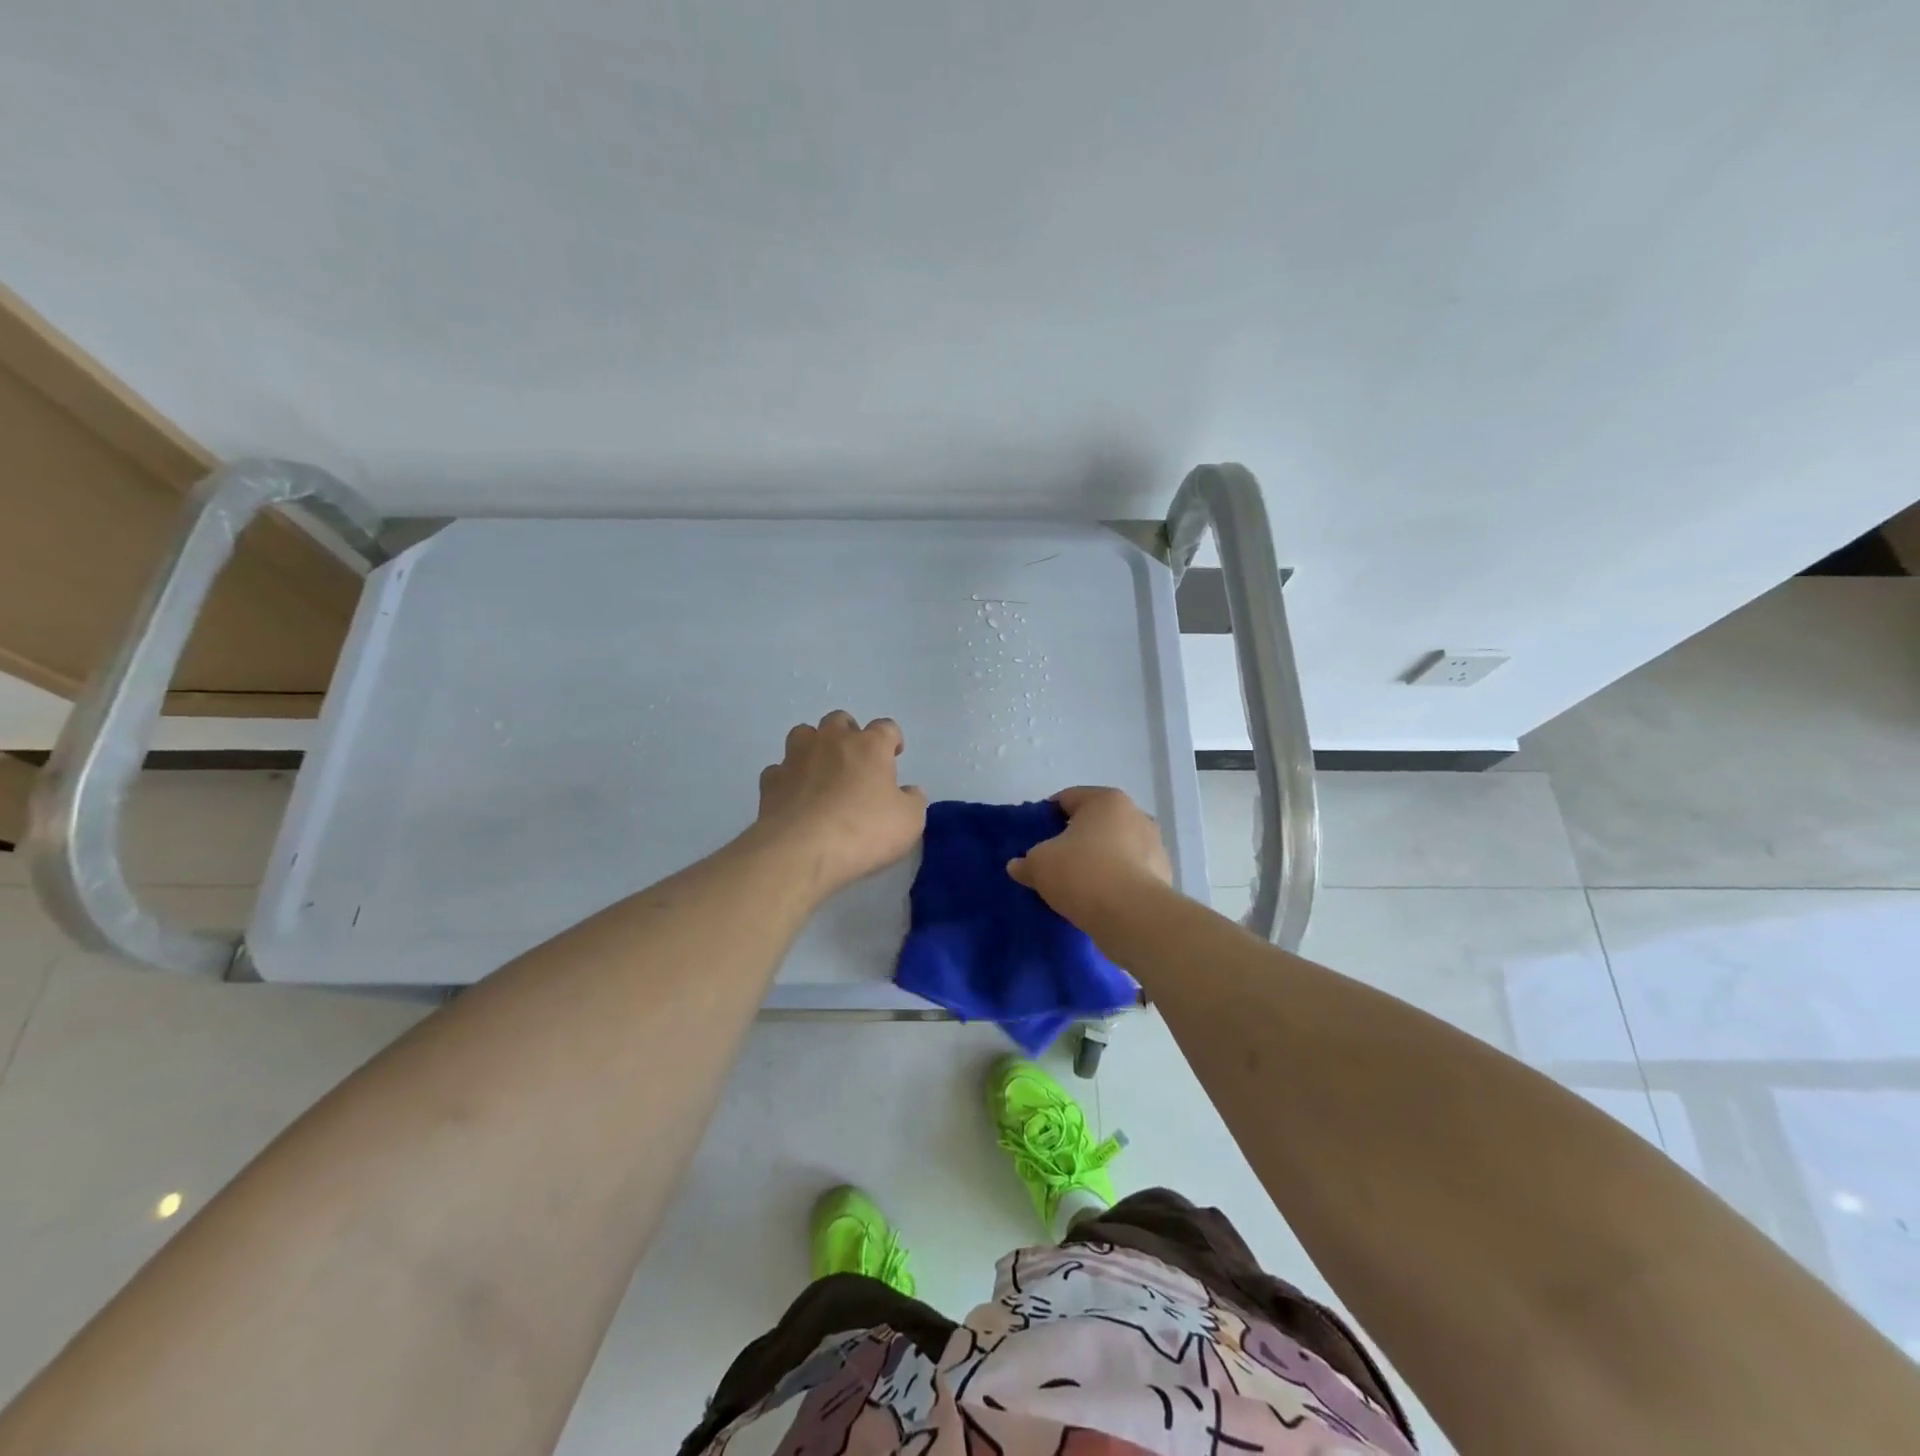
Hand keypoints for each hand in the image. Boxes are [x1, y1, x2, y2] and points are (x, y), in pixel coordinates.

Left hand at [754, 712, 927, 897]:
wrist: (801, 851)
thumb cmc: (863, 831)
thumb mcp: (909, 822)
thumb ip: (913, 800)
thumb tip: (908, 791)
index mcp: (870, 746)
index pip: (886, 727)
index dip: (892, 739)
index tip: (894, 756)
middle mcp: (831, 742)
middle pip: (840, 720)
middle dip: (850, 734)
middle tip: (856, 761)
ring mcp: (796, 758)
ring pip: (804, 734)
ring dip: (814, 746)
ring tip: (822, 771)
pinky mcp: (771, 781)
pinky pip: (780, 769)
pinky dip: (788, 778)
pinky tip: (795, 797)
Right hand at [1007, 786, 1172, 924]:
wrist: (1132, 916)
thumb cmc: (1082, 873)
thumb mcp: (1040, 864)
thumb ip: (1026, 861)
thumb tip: (1017, 866)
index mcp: (1106, 800)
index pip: (1068, 798)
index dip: (1047, 816)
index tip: (1034, 837)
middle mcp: (1136, 815)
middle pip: (1095, 823)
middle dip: (1075, 839)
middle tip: (1054, 861)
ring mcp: (1154, 846)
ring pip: (1115, 848)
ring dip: (1097, 861)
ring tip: (1076, 885)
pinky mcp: (1163, 877)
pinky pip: (1129, 873)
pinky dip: (1114, 881)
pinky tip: (1098, 900)